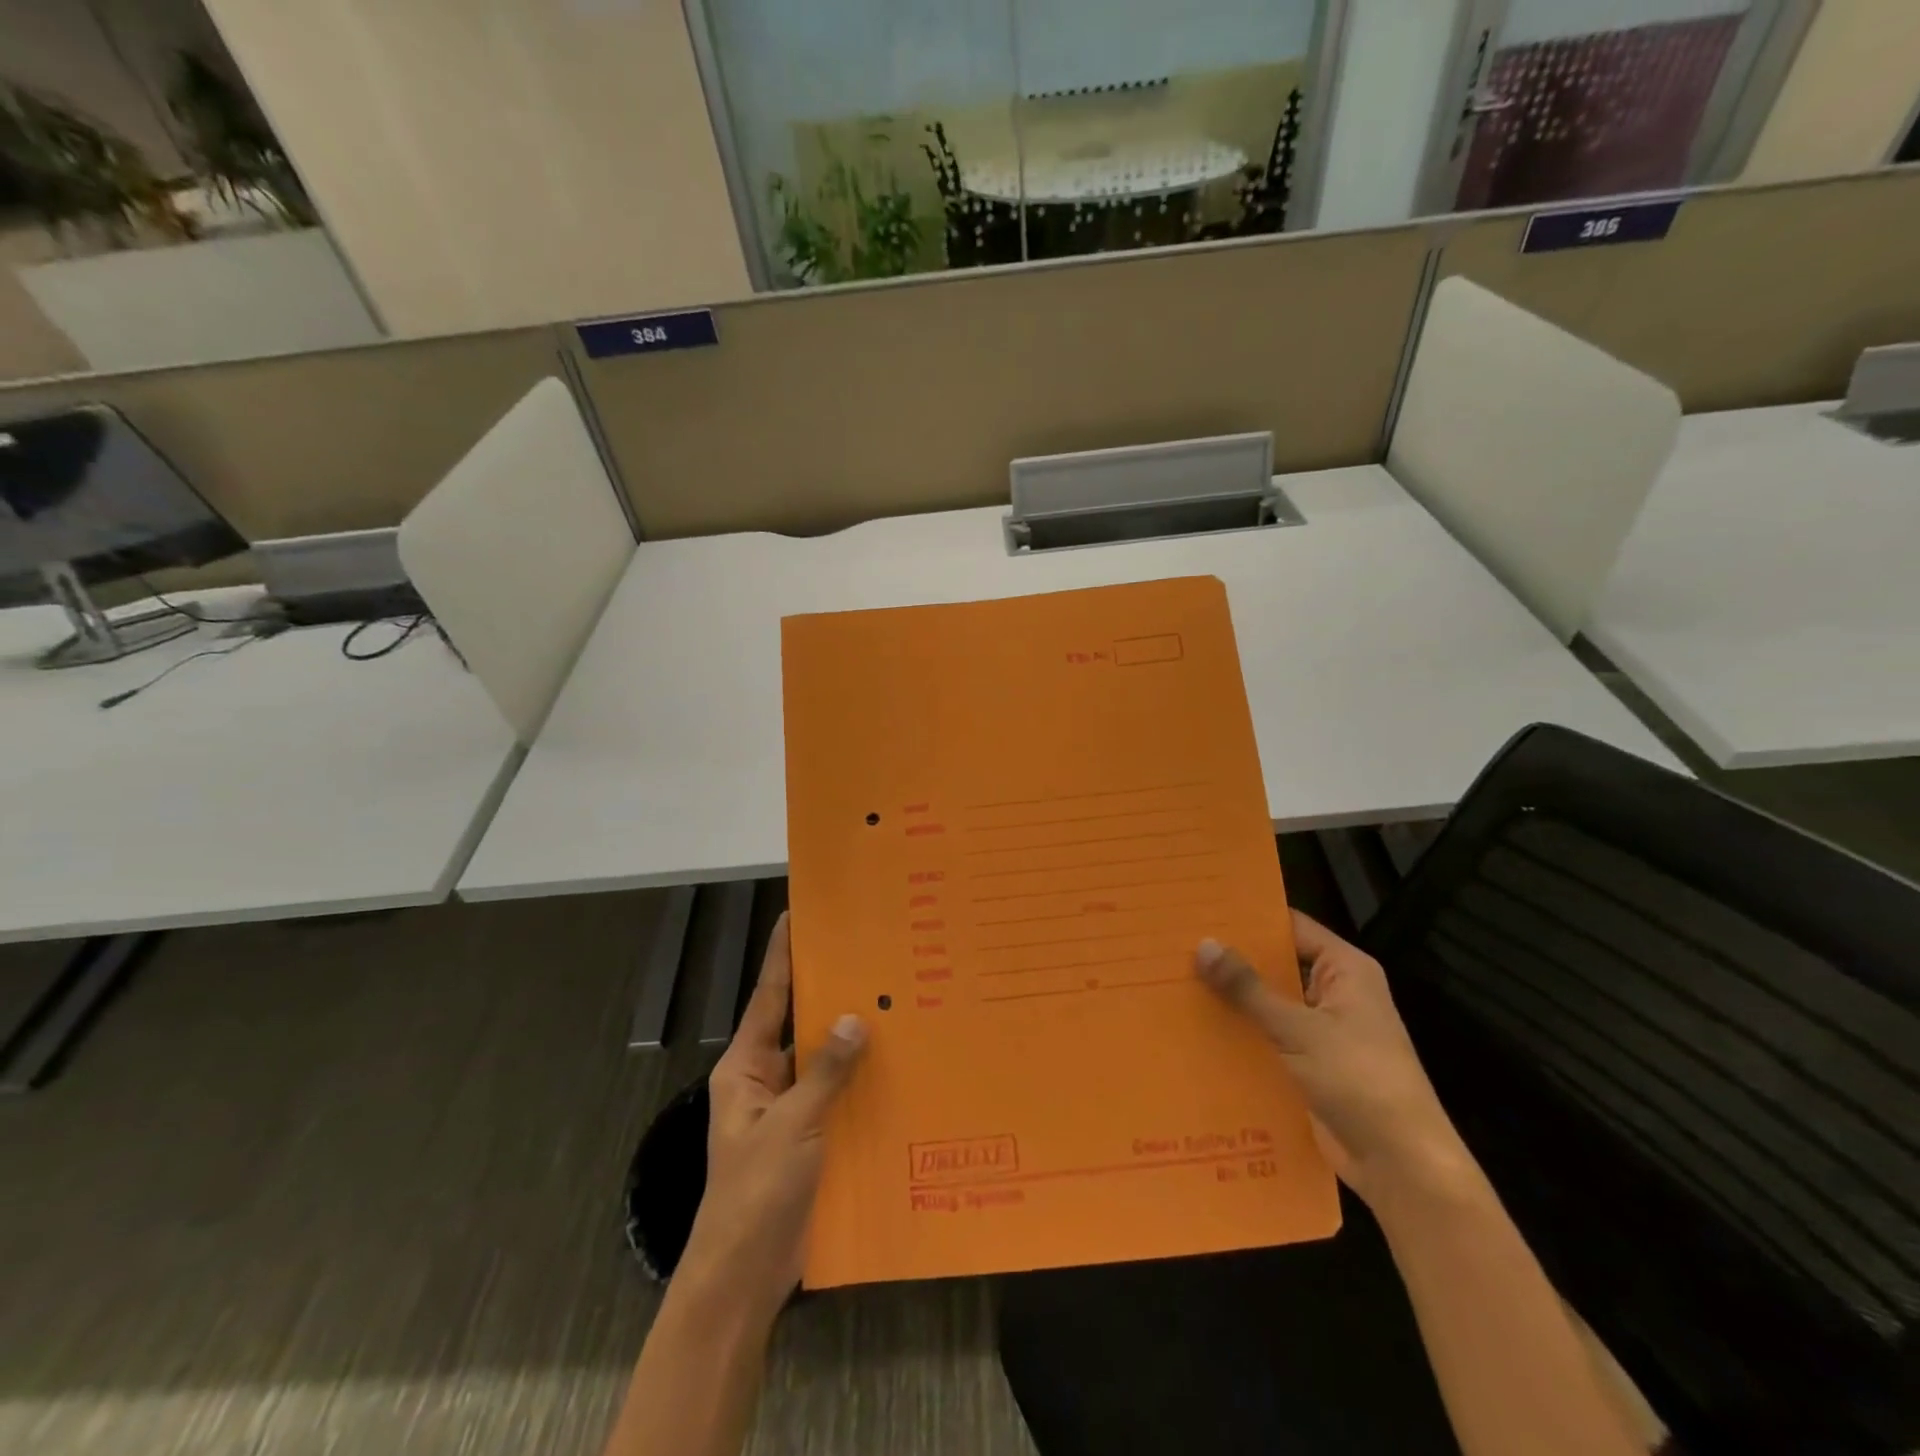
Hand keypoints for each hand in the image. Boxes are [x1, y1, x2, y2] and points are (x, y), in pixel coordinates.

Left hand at [682, 912, 866, 1314]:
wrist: (744, 1276)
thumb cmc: (755, 1192)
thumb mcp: (790, 1126)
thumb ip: (825, 1072)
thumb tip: (857, 1018)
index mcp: (746, 1067)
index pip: (767, 997)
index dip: (780, 955)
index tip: (796, 915)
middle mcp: (767, 1079)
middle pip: (800, 1024)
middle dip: (829, 992)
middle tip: (868, 954)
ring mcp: (790, 1110)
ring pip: (824, 1060)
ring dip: (853, 1039)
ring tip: (895, 1000)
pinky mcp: (812, 1137)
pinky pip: (840, 1095)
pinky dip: (862, 1080)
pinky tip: (899, 1065)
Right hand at [1195, 911, 1468, 1206]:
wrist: (1402, 1166)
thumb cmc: (1360, 1080)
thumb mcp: (1299, 1029)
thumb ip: (1249, 988)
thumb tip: (1203, 944)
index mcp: (1345, 970)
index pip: (1291, 926)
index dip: (1249, 918)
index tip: (1201, 910)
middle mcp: (1335, 993)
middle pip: (1276, 965)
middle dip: (1232, 960)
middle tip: (1176, 945)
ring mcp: (1322, 1031)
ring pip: (1269, 1004)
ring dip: (1232, 1000)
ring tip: (1174, 982)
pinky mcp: (1310, 1065)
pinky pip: (1268, 1038)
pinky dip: (1241, 1034)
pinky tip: (1196, 1029)